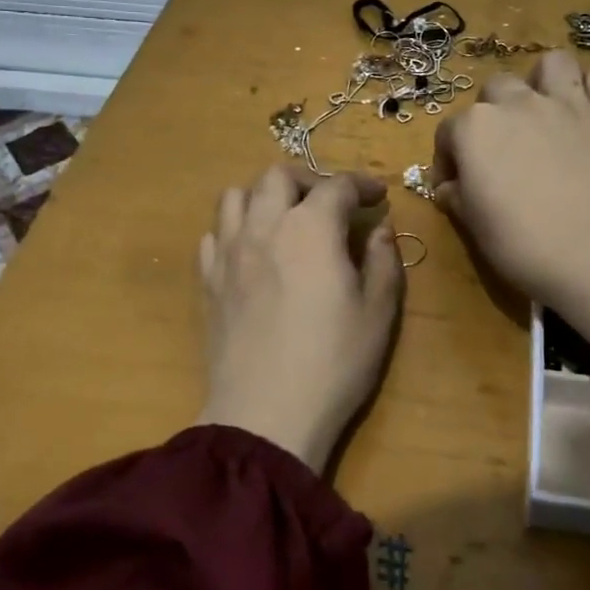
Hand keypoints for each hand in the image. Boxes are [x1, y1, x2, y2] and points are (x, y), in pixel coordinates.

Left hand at [196, 165, 404, 474]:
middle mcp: (264, 226)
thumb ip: (382, 260)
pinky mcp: (207, 281)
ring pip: (235, 196)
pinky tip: (251, 252)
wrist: (265, 414)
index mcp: (311, 228)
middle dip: (309, 180)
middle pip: (278, 176)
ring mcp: (228, 252)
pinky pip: (214, 235)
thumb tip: (379, 229)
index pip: (337, 186)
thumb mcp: (378, 311)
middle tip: (331, 204)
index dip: (362, 185)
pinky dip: (235, 229)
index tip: (378, 197)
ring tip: (284, 219)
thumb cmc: (334, 362)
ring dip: (264, 196)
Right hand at [433, 51, 589, 362]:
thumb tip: (448, 188)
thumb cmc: (520, 241)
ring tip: (546, 110)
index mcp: (473, 129)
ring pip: (551, 65)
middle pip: (495, 90)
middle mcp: (515, 103)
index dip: (449, 159)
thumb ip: (456, 197)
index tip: (456, 184)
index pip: (448, 133)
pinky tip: (586, 113)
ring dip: (544, 81)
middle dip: (494, 113)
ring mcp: (564, 101)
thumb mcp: (473, 225)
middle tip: (504, 148)